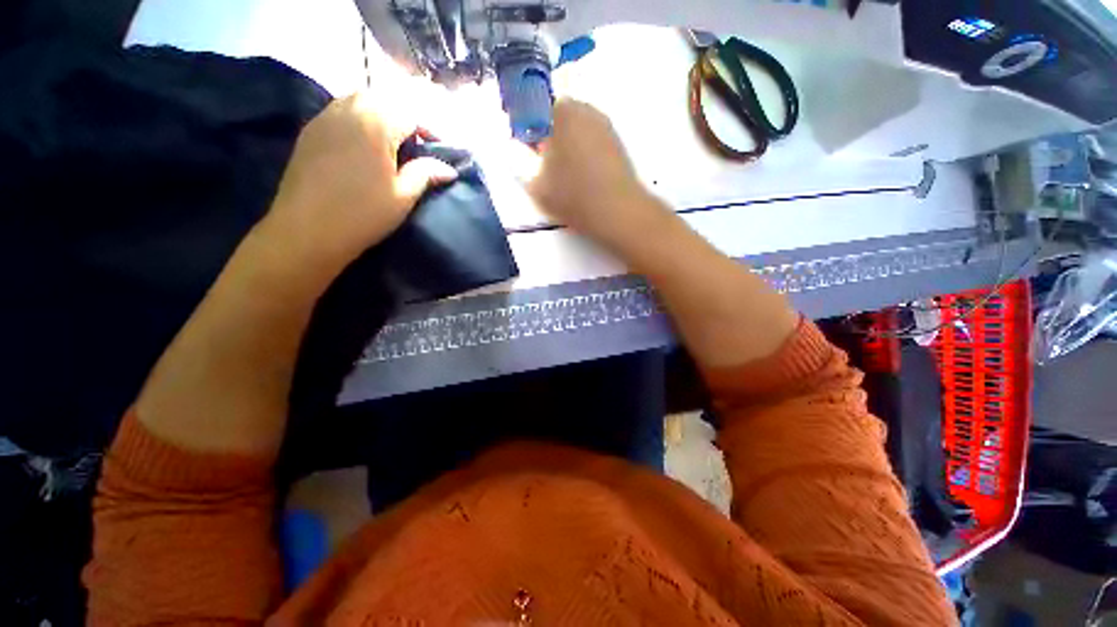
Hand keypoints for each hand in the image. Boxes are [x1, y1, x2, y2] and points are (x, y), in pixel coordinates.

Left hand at [257, 90, 456, 282]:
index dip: (429, 129)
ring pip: (357, 100)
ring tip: (389, 142)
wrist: (308, 229)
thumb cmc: (364, 213)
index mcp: (376, 124)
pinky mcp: (309, 131)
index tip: (439, 148)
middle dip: (403, 117)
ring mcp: (325, 118)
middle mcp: (349, 110)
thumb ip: (426, 174)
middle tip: (414, 144)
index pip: (410, 114)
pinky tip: (361, 144)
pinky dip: (356, 119)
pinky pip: (338, 111)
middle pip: (382, 100)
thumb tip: (449, 168)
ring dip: (378, 114)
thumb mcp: (404, 196)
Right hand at [527, 98, 667, 250]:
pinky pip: (596, 146)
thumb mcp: (536, 185)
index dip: (533, 131)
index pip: (540, 108)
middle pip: (563, 119)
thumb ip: (519, 163)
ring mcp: (608, 128)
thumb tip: (515, 150)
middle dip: (553, 138)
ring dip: (571, 148)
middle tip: (548, 167)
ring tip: (568, 177)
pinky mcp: (620, 147)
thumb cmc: (573, 196)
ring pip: (581, 133)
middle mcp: (589, 112)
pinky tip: (586, 180)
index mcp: (565, 111)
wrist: (616, 213)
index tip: (532, 153)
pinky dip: (588, 157)